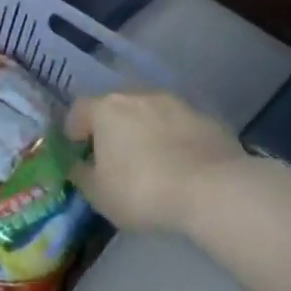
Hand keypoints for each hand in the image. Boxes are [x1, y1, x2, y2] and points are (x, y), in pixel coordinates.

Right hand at [65, 89, 247, 235]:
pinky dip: (176, 140)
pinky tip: (182, 166)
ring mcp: (176, 104)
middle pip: (115, 107)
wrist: (215, 191)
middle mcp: (138, 96)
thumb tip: (77, 165)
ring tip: (153, 162)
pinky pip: (180, 127)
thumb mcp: (98, 194)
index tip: (79, 151)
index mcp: (105, 109)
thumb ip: (81, 175)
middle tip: (115, 157)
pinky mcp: (207, 119)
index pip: (78, 110)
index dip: (74, 130)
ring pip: (150, 113)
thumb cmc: (142, 190)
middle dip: (112, 128)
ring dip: (146, 131)